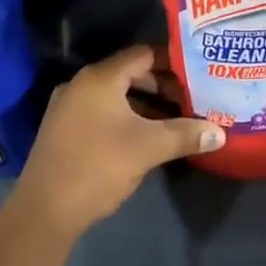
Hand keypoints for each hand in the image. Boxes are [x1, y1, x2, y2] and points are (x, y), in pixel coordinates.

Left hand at [14, 45, 221, 240]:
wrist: (44, 210)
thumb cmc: (99, 167)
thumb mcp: (148, 148)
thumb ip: (185, 135)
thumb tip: (220, 133)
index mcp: (100, 78)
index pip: (143, 54)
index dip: (172, 61)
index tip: (197, 72)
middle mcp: (81, 84)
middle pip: (129, 73)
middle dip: (161, 85)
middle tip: (191, 98)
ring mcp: (68, 106)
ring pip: (115, 94)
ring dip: (144, 103)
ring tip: (174, 118)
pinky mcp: (63, 129)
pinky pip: (101, 110)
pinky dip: (125, 116)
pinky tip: (144, 136)